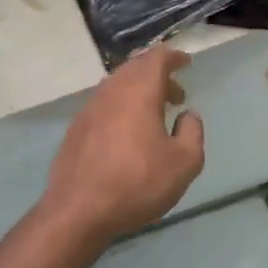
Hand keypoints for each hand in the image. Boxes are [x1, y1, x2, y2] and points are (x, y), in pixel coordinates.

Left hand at [40, 45, 204, 249]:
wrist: (78, 211)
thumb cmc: (137, 183)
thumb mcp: (184, 163)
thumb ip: (192, 132)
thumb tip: (187, 115)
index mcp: (139, 91)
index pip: (157, 58)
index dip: (173, 57)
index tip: (186, 63)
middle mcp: (111, 91)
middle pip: (135, 68)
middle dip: (157, 74)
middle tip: (176, 94)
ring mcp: (89, 108)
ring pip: (117, 85)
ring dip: (138, 91)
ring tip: (154, 115)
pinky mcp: (76, 128)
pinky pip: (104, 104)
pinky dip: (121, 106)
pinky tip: (127, 133)